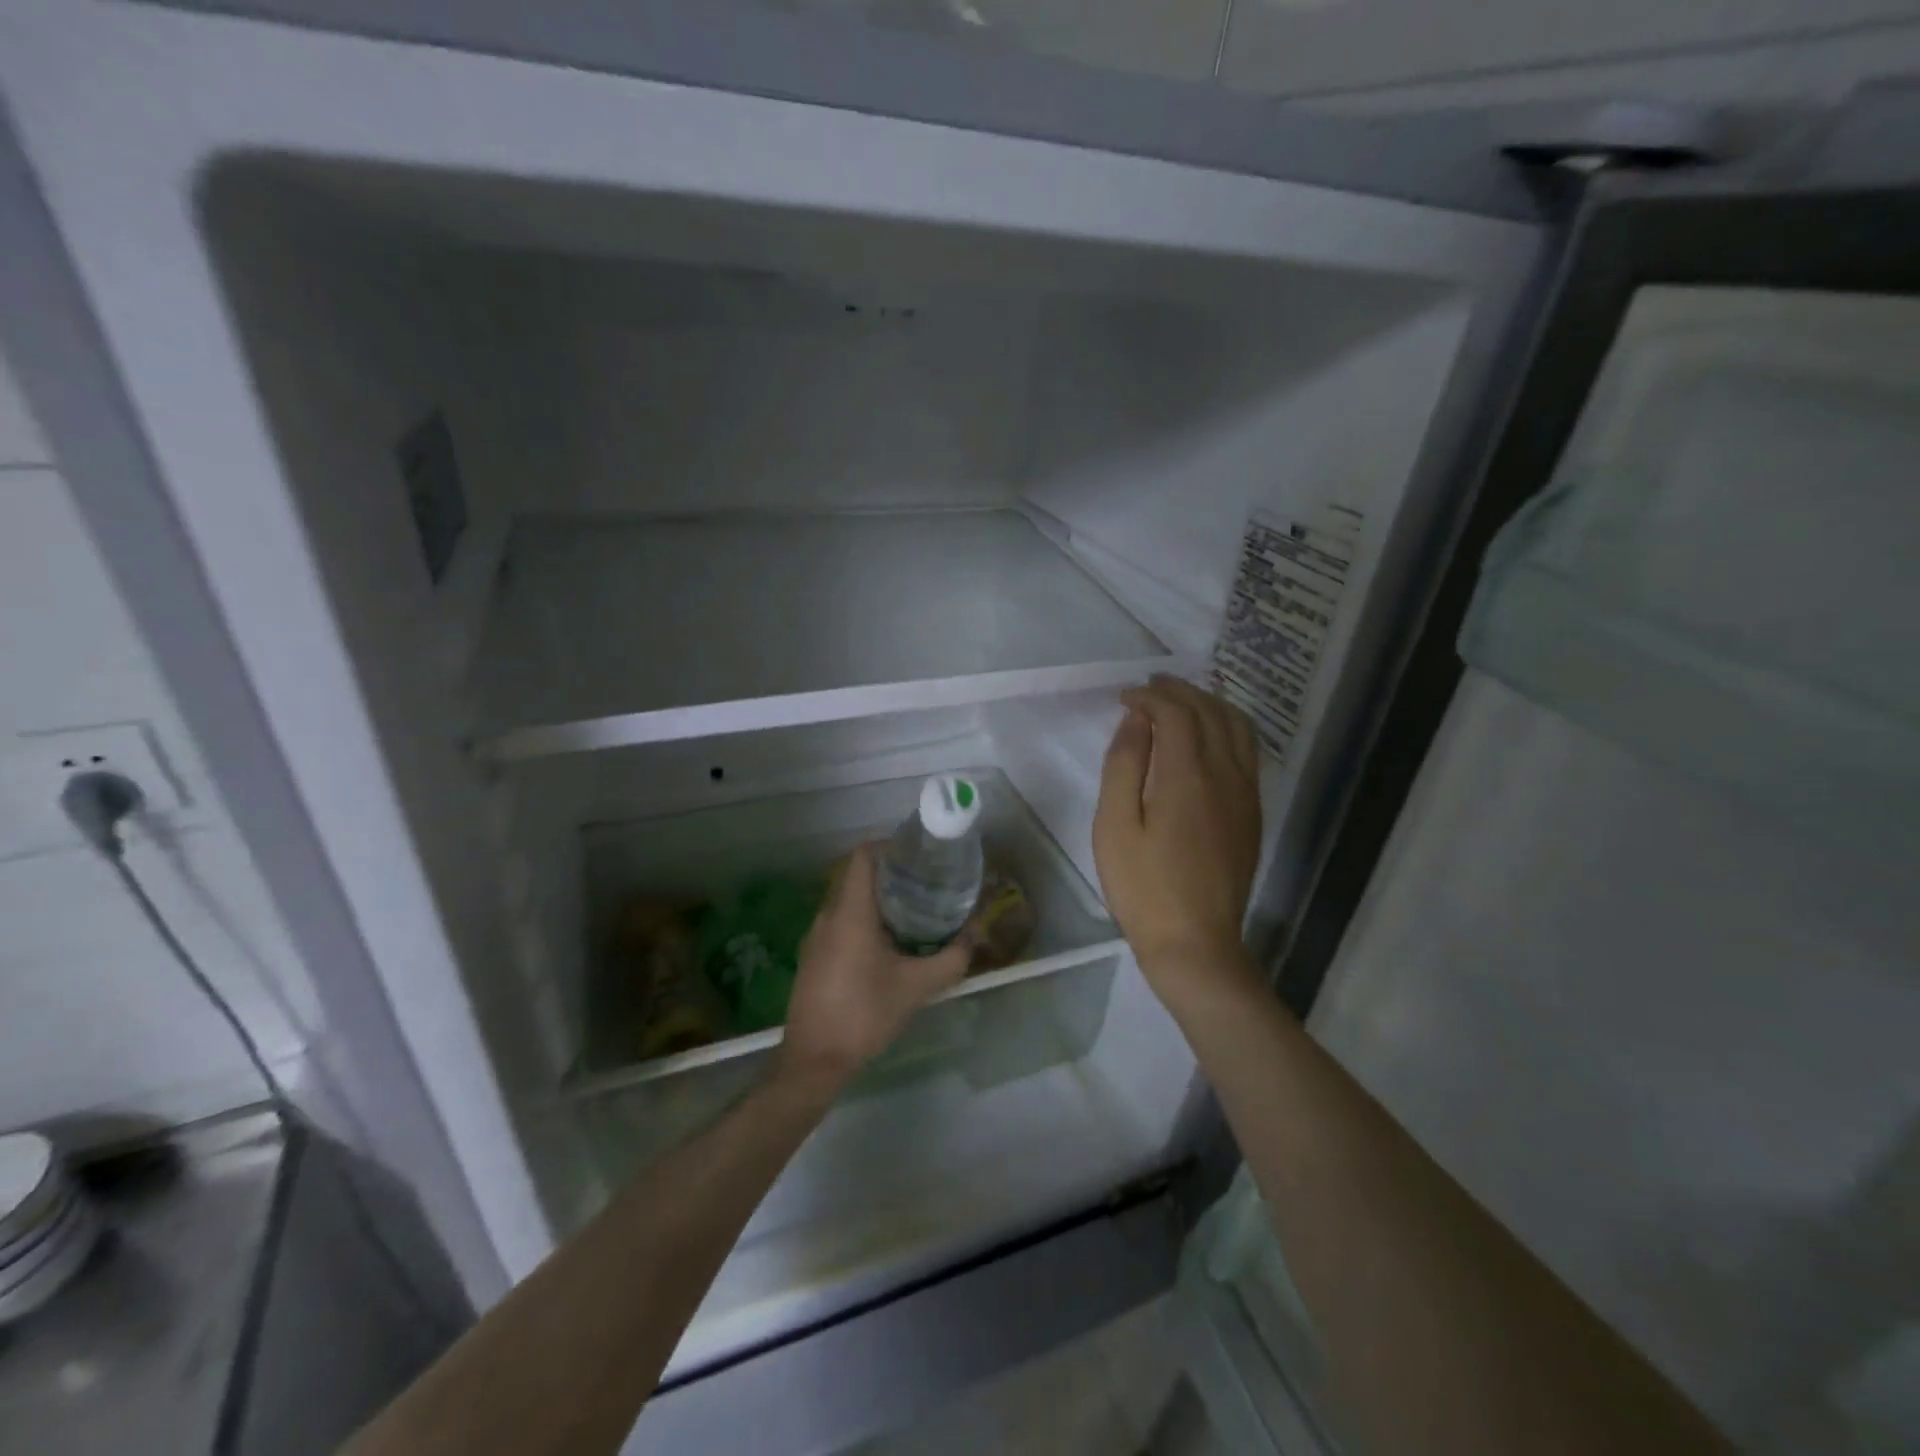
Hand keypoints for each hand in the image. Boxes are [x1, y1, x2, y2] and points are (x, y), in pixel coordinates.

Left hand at [776, 843, 971, 1097]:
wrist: (814, 1060)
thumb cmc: (865, 1014)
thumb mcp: (917, 987)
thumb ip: (951, 958)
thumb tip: (976, 933)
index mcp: (850, 911)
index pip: (864, 855)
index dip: (891, 846)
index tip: (920, 856)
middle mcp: (828, 914)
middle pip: (857, 874)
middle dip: (892, 873)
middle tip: (926, 882)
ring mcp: (816, 935)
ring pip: (848, 899)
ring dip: (878, 897)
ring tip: (914, 909)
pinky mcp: (813, 955)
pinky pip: (840, 920)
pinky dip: (864, 918)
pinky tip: (888, 942)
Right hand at [1093, 675, 1262, 1004]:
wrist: (1195, 943)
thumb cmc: (1143, 887)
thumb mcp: (1115, 826)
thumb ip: (1124, 766)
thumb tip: (1135, 720)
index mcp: (1187, 775)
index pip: (1175, 713)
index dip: (1150, 697)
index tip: (1125, 698)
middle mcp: (1225, 774)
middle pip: (1210, 712)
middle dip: (1180, 691)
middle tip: (1149, 687)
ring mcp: (1245, 794)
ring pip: (1238, 727)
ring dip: (1209, 704)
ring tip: (1180, 701)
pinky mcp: (1252, 812)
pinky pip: (1247, 752)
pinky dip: (1227, 728)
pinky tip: (1208, 737)